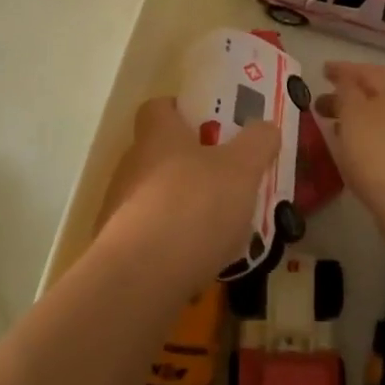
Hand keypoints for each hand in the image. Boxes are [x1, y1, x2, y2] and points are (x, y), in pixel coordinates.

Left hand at [98, 97, 279, 292]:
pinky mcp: (117, 250)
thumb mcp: (242, 168)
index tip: (210, 125)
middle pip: (160, 154)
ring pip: (156, 198)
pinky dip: (172, 247)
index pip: (159, 107)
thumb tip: (266, 127)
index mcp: (157, 135)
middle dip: (191, 165)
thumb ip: (258, 143)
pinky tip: (200, 265)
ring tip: (220, 231)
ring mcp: (119, 208)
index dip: (182, 111)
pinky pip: (150, 239)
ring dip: (183, 208)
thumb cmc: (195, 205)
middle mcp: (131, 165)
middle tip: (227, 181)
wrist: (142, 278)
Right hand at [317, 63, 384, 243]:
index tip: (322, 70)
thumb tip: (346, 81)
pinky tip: (357, 154)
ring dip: (359, 120)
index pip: (367, 70)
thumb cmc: (382, 155)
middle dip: (349, 95)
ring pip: (384, 119)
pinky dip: (370, 140)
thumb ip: (347, 93)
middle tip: (321, 103)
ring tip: (334, 129)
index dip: (343, 69)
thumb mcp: (354, 116)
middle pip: (378, 94)